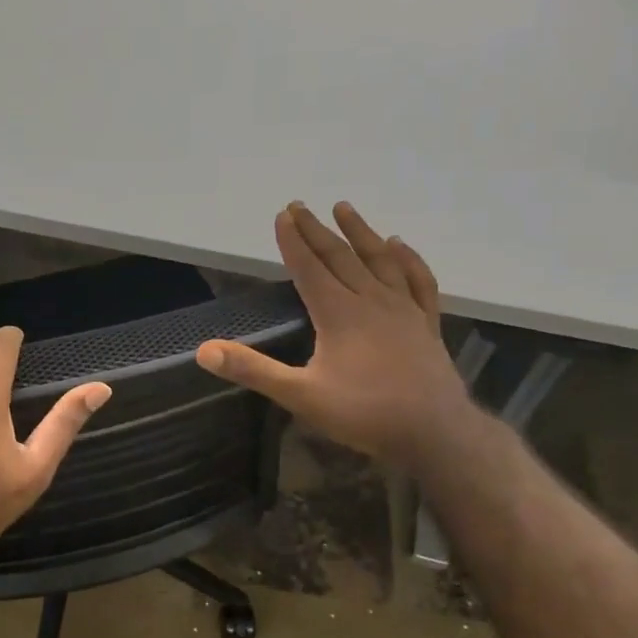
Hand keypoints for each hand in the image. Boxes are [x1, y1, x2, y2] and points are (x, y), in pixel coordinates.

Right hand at [196, 202, 471, 468]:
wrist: (433, 431)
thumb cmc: (363, 413)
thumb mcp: (300, 395)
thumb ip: (252, 370)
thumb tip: (204, 351)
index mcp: (338, 313)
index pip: (309, 268)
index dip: (293, 241)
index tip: (283, 215)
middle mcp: (370, 300)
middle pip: (340, 257)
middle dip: (317, 231)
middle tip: (300, 206)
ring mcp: (402, 309)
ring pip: (378, 260)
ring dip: (360, 232)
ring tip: (345, 208)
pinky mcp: (425, 324)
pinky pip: (417, 281)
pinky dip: (407, 260)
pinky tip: (399, 246)